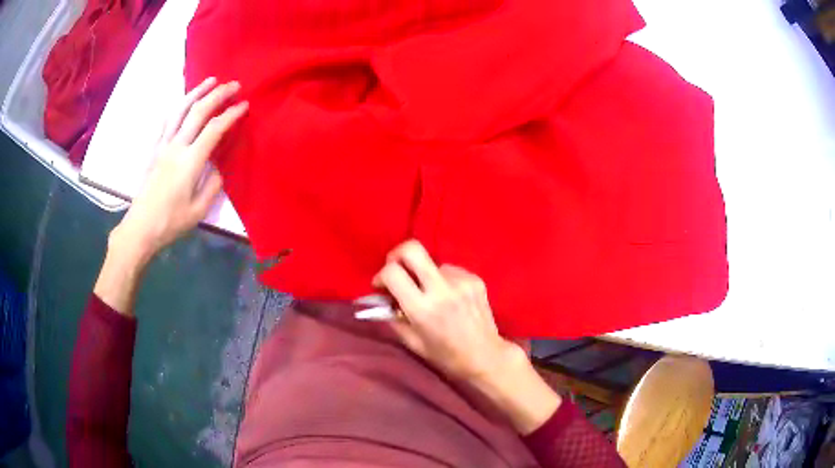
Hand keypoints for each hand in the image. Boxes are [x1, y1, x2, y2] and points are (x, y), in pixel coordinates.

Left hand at [110, 77, 247, 265]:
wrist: (140, 228)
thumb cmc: (170, 222)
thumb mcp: (199, 210)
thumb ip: (213, 185)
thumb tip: (219, 166)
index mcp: (190, 162)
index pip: (214, 129)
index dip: (231, 115)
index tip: (244, 105)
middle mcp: (176, 146)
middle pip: (198, 112)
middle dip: (218, 95)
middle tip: (233, 85)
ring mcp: (162, 146)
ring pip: (180, 110)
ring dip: (196, 92)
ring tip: (209, 80)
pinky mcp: (153, 150)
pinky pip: (165, 122)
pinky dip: (176, 108)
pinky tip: (182, 102)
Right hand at [374, 240, 561, 434]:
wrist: (486, 356)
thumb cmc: (446, 356)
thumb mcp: (413, 343)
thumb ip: (393, 318)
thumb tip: (379, 299)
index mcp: (423, 309)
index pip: (392, 273)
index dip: (381, 275)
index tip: (381, 286)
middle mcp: (442, 290)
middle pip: (412, 249)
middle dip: (397, 254)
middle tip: (396, 269)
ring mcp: (461, 281)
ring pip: (432, 263)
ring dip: (424, 274)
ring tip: (431, 295)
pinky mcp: (475, 279)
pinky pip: (450, 270)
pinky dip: (443, 280)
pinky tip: (449, 297)